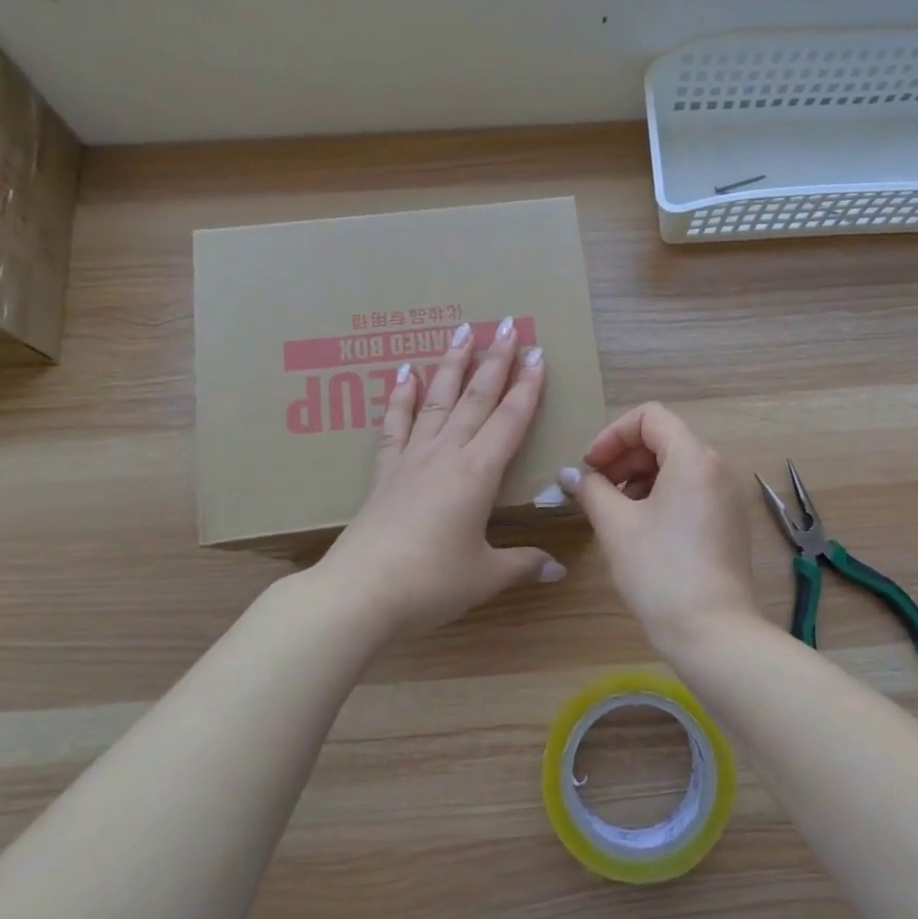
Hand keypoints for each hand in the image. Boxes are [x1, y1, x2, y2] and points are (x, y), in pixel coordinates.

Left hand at [316, 319, 564, 636]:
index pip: (511, 420)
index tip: (537, 354)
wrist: (359, 593)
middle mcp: (446, 455)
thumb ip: (523, 565)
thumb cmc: (430, 583)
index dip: (527, 387)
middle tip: (508, 325)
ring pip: (437, 401)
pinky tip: (404, 372)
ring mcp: (411, 460)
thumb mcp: (485, 576)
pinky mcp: (384, 474)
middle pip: (475, 398)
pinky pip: (395, 425)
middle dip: (495, 361)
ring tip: (462, 331)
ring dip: (452, 365)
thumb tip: (558, 569)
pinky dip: (401, 397)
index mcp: (478, 474)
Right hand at [563, 403, 762, 653]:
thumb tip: (573, 475)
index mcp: (693, 457)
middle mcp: (717, 467)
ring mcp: (727, 496)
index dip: (613, 434)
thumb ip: (591, 489)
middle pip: (664, 439)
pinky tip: (639, 528)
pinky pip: (690, 490)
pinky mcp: (728, 522)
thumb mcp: (616, 525)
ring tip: (613, 511)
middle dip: (623, 457)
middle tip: (595, 490)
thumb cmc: (659, 570)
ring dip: (638, 478)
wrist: (712, 631)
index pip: (650, 416)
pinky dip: (660, 496)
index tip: (591, 467)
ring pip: (676, 466)